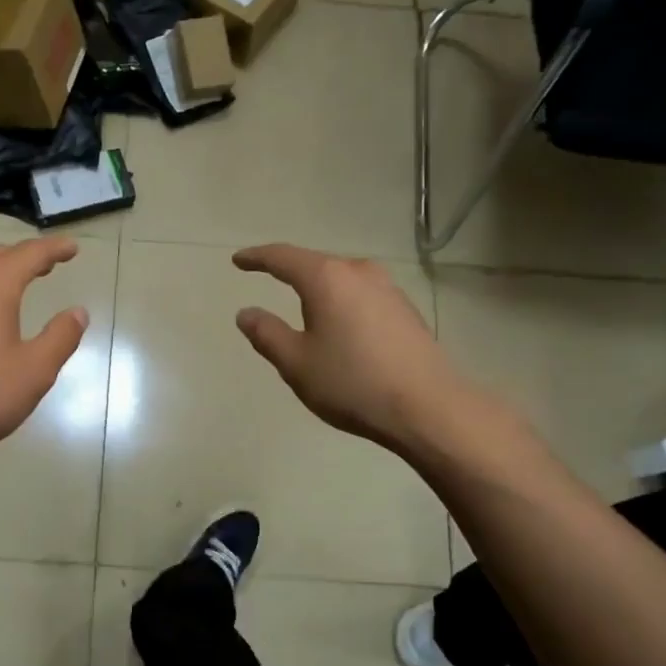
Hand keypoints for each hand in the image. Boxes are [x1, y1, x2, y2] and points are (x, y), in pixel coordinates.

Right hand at [233, 244, 504, 457]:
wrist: (427, 408)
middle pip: (316, 265)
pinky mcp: (405, 310)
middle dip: (290, 273)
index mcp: (327, 279)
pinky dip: (342, 305)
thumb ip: (266, 334)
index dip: (257, 258)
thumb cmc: (352, 383)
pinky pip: (361, 297)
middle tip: (268, 281)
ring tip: (304, 312)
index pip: (282, 257)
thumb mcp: (296, 363)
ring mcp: (388, 289)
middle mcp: (359, 273)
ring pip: (342, 281)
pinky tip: (341, 330)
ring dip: (320, 291)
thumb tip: (246, 313)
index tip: (238, 260)